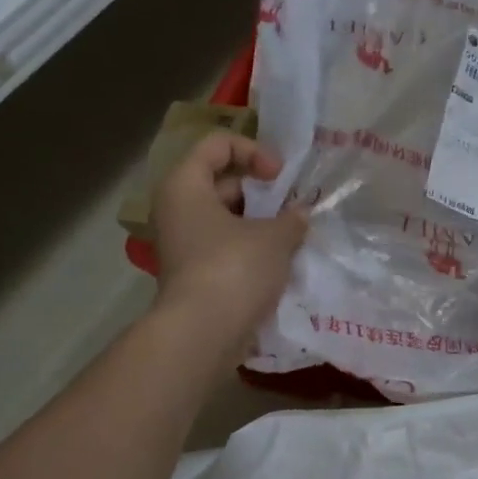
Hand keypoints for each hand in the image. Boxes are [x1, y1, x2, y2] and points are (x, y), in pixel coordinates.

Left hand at [152, 133, 306, 350]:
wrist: (203, 332)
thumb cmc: (234, 269)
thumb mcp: (274, 237)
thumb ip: (292, 218)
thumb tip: (300, 215)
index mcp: (186, 185)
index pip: (218, 145)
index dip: (254, 152)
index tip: (281, 177)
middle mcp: (177, 209)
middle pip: (222, 182)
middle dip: (263, 193)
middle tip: (294, 209)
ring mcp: (184, 244)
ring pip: (227, 219)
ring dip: (261, 224)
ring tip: (293, 237)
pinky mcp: (195, 273)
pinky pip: (226, 248)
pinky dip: (251, 249)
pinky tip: (280, 263)